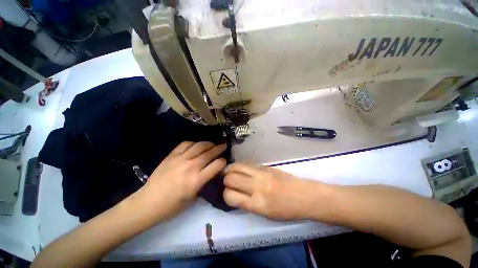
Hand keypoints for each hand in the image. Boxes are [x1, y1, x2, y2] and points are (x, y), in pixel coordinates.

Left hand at [134, 141, 226, 221]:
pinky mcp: (171, 156)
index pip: (217, 165)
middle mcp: (191, 167)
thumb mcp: (193, 198)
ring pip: (199, 146)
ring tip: (212, 144)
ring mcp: (180, 159)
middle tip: (224, 145)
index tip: (224, 161)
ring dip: (209, 143)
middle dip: (220, 148)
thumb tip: (211, 172)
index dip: (223, 161)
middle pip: (210, 153)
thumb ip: (204, 183)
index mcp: (197, 180)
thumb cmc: (172, 206)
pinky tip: (196, 145)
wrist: (147, 203)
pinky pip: (185, 144)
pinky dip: (193, 143)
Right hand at [223, 163, 315, 220]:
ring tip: (230, 172)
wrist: (304, 196)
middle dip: (225, 180)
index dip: (225, 195)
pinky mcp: (265, 166)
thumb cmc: (286, 210)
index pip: (230, 196)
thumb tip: (234, 194)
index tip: (227, 194)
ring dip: (230, 170)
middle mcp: (257, 186)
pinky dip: (240, 166)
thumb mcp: (265, 214)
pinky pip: (247, 163)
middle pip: (230, 178)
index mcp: (257, 204)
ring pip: (236, 166)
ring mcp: (261, 173)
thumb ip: (247, 203)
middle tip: (227, 182)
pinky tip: (241, 169)